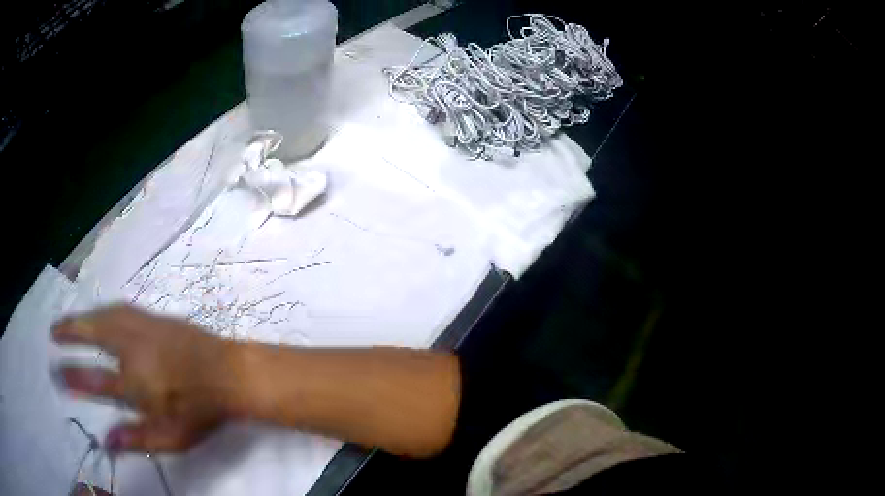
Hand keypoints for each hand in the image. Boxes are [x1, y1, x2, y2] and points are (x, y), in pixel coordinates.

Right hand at [53, 305, 241, 452]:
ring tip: (69, 322)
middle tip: (53, 332)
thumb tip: (105, 443)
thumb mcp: (171, 439)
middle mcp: (133, 349)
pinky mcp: (155, 317)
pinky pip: (120, 309)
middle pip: (92, 334)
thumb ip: (136, 440)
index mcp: (135, 384)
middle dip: (69, 331)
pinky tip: (100, 314)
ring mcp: (143, 328)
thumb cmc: (200, 412)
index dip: (72, 378)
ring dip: (83, 317)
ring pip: (104, 316)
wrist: (230, 373)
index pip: (94, 381)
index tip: (55, 373)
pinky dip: (103, 311)